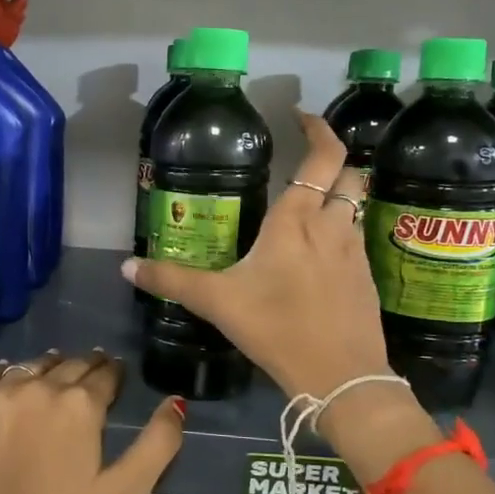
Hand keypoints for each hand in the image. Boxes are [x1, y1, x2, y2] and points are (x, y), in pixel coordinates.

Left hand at [0, 351, 184, 493]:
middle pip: (69, 364)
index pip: (106, 373)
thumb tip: (176, 401)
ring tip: (55, 375)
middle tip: (91, 375)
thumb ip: (157, 444)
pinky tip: (10, 382)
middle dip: (86, 367)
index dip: (114, 374)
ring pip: (31, 365)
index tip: (116, 377)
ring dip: (48, 367)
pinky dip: (4, 373)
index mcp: (81, 404)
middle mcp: (40, 386)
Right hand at [119, 113, 438, 482]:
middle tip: (305, 163)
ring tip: (310, 206)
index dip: (318, 129)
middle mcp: (333, 226)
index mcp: (297, 220)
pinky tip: (321, 253)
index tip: (301, 117)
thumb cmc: (277, 328)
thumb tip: (127, 268)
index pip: (323, 157)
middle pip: (350, 174)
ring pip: (357, 206)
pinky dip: (343, 230)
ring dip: (340, 196)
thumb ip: (171, 281)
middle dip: (333, 161)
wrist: (341, 376)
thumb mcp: (217, 302)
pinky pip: (358, 238)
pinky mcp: (367, 278)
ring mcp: (355, 252)